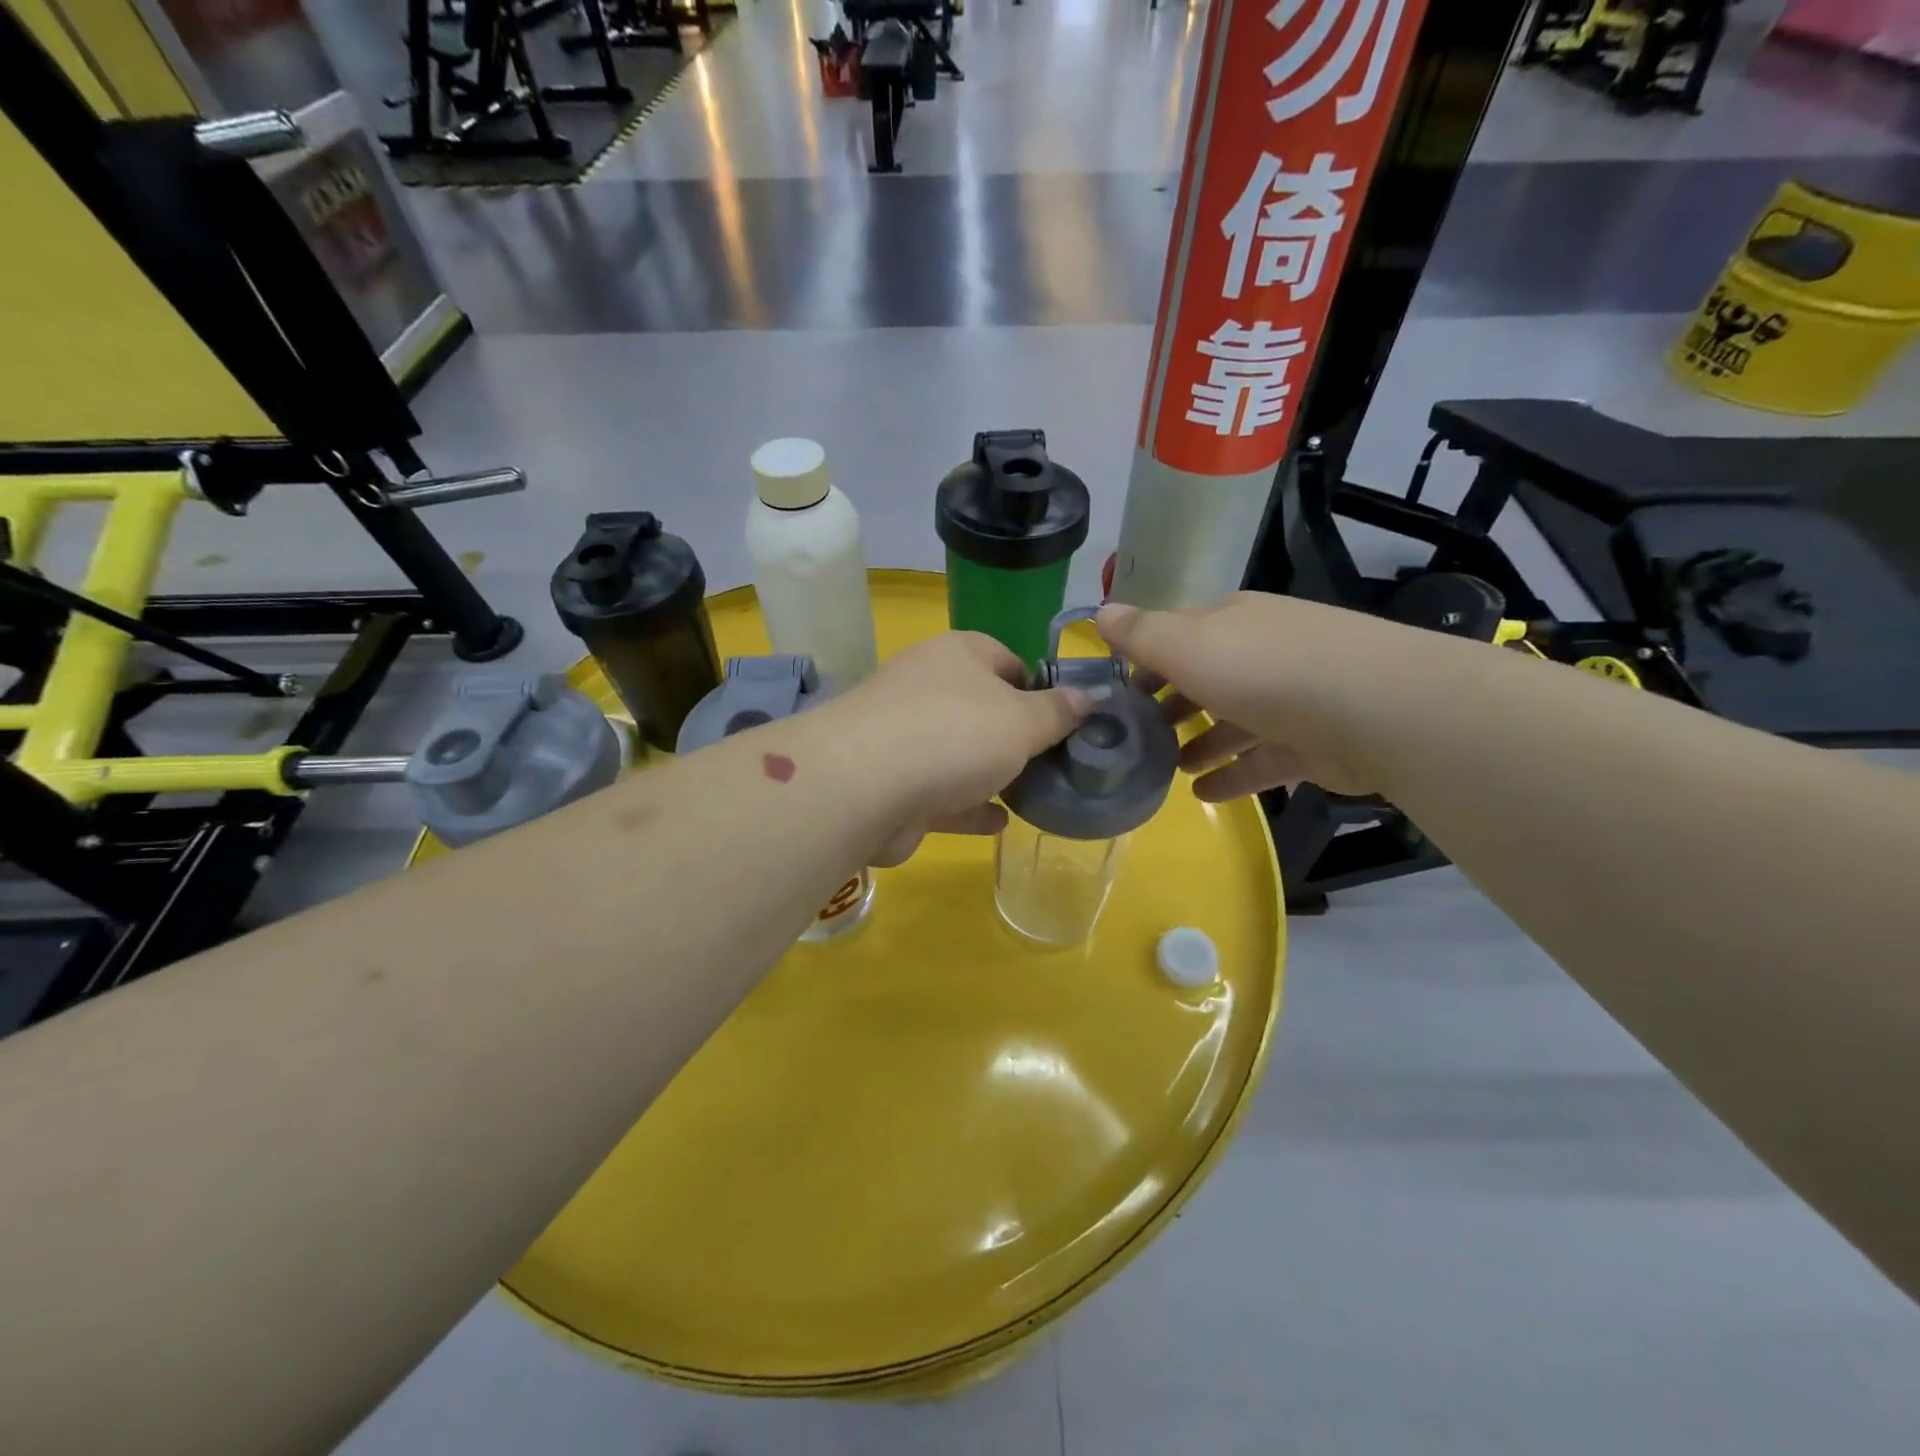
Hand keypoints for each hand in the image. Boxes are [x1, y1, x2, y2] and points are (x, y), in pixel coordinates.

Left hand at [818, 632, 1091, 864]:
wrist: (864, 787)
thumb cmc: (955, 734)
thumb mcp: (1023, 720)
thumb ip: (1059, 711)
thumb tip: (1091, 696)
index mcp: (958, 655)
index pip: (1006, 659)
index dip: (1038, 687)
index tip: (1065, 721)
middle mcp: (927, 688)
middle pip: (982, 707)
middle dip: (1016, 735)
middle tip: (1055, 763)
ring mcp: (905, 737)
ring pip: (959, 753)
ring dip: (992, 773)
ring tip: (1035, 793)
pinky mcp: (893, 785)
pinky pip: (941, 794)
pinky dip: (969, 807)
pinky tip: (1000, 823)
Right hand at [1097, 594, 1399, 800]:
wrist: (1372, 709)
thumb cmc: (1263, 670)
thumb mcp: (1187, 645)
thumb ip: (1141, 634)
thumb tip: (1100, 613)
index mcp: (1232, 623)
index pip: (1179, 636)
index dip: (1145, 662)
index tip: (1117, 694)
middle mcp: (1262, 653)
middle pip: (1207, 679)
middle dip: (1172, 705)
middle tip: (1137, 736)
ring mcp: (1292, 699)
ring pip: (1234, 721)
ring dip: (1200, 743)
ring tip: (1167, 769)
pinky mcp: (1313, 744)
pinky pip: (1261, 760)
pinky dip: (1231, 775)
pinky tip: (1202, 794)